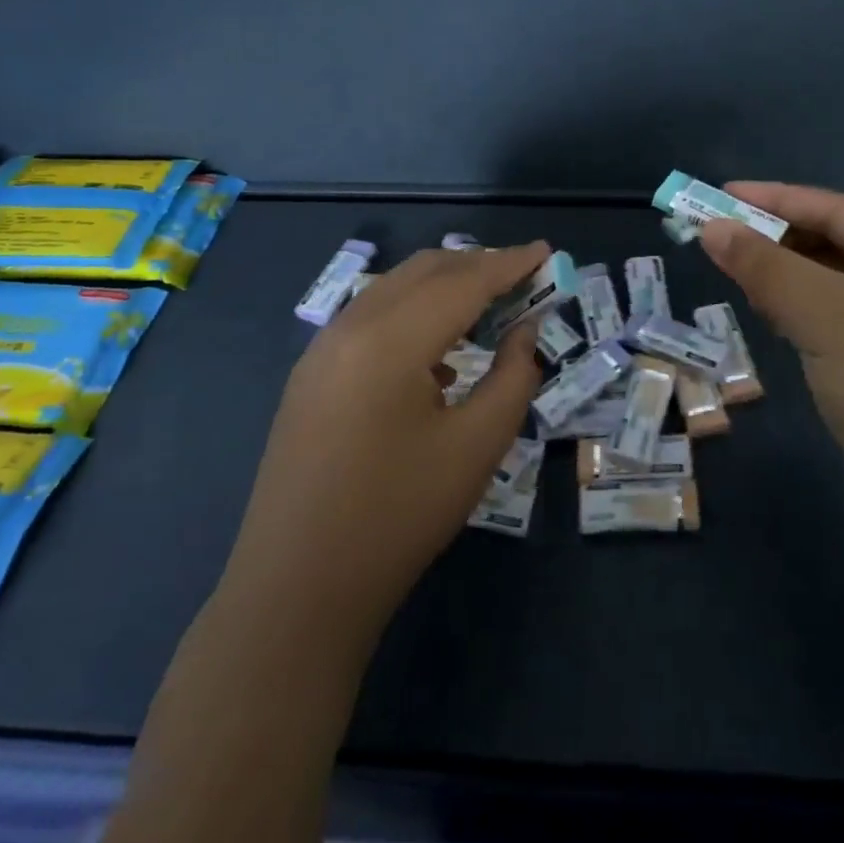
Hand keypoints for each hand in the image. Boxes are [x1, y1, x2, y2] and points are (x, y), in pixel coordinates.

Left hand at [219, 242, 547, 640]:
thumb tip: (525, 330)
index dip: (510, 264)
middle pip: (425, 271)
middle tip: (524, 276)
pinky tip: (438, 349)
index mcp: (389, 340)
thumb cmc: (397, 517)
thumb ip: (513, 376)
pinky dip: (414, 310)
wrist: (296, 591)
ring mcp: (322, 349)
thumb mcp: (476, 447)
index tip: (547, 251)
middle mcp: (350, 327)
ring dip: (445, 284)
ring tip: (489, 302)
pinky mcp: (311, 374)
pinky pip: (372, 316)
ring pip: (395, 288)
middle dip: (478, 265)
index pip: (463, 282)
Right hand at [698, 184, 843, 542]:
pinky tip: (766, 309)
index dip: (777, 199)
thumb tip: (711, 228)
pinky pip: (834, 315)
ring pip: (832, 280)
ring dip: (784, 271)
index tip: (722, 194)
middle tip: (720, 233)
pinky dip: (798, 306)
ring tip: (734, 267)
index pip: (840, 210)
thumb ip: (767, 267)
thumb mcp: (827, 318)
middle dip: (778, 237)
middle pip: (836, 242)